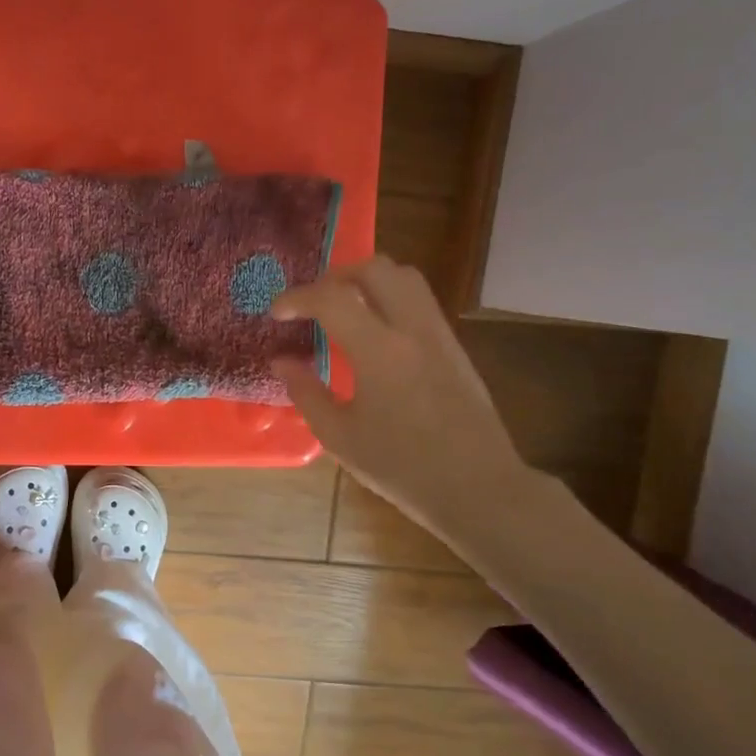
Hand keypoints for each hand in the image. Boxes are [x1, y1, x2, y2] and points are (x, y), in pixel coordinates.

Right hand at [271, 257, 532, 542]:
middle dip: (335, 276)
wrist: (478, 487)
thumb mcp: (340, 437)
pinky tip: (374, 333)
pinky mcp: (454, 346)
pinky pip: (419, 301)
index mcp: (379, 351)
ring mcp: (439, 334)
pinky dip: (389, 298)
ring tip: (343, 308)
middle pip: (375, 268)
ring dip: (367, 280)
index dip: (296, 297)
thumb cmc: (402, 467)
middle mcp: (413, 329)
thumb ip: (306, 392)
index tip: (277, 312)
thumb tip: (281, 361)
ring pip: (405, 277)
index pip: (331, 298)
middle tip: (313, 302)